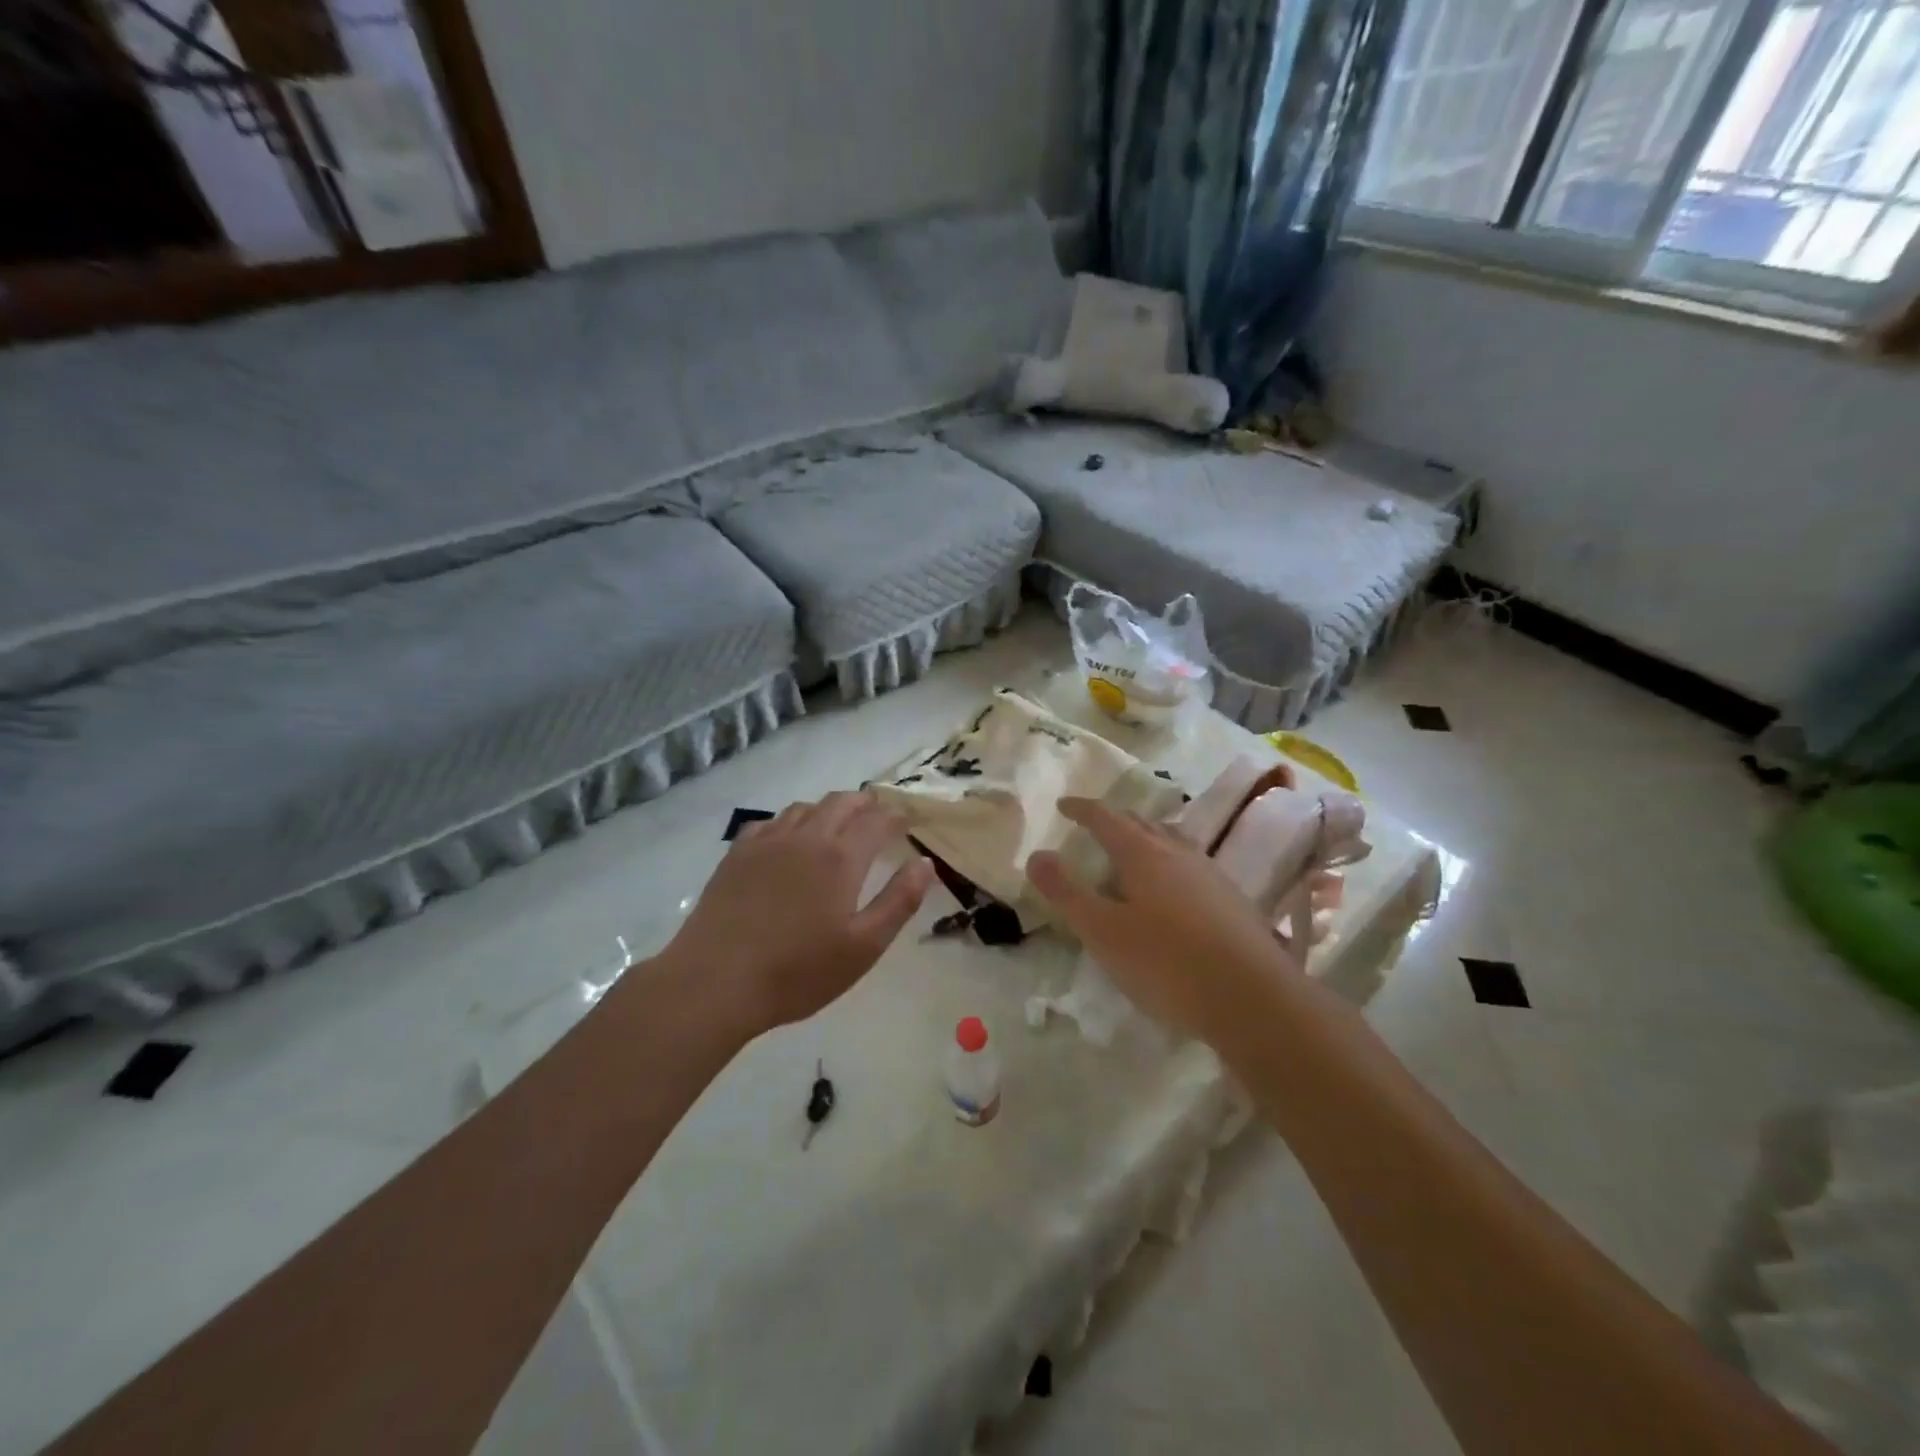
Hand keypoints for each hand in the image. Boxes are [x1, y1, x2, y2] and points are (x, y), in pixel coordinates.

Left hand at [657, 791, 934, 1036]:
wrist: (715, 982)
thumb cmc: (798, 971)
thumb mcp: (863, 946)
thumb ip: (899, 901)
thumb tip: (924, 863)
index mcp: (840, 857)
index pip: (877, 821)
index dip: (897, 817)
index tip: (908, 820)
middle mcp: (806, 837)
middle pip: (841, 802)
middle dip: (865, 803)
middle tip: (878, 814)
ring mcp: (767, 842)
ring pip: (804, 807)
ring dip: (828, 808)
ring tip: (838, 823)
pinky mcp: (737, 855)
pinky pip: (769, 822)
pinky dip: (790, 821)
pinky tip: (788, 838)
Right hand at [1025, 797, 1301, 1043]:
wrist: (1255, 999)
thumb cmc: (1167, 963)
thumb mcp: (1102, 931)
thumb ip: (1067, 892)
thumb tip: (1037, 855)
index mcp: (1143, 853)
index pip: (1106, 817)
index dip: (1082, 808)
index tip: (1064, 805)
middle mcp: (1179, 852)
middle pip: (1142, 823)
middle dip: (1114, 820)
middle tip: (1094, 827)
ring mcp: (1211, 874)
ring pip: (1171, 842)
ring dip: (1146, 839)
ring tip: (1132, 853)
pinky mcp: (1233, 900)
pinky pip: (1191, 866)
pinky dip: (1170, 865)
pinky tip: (1173, 892)